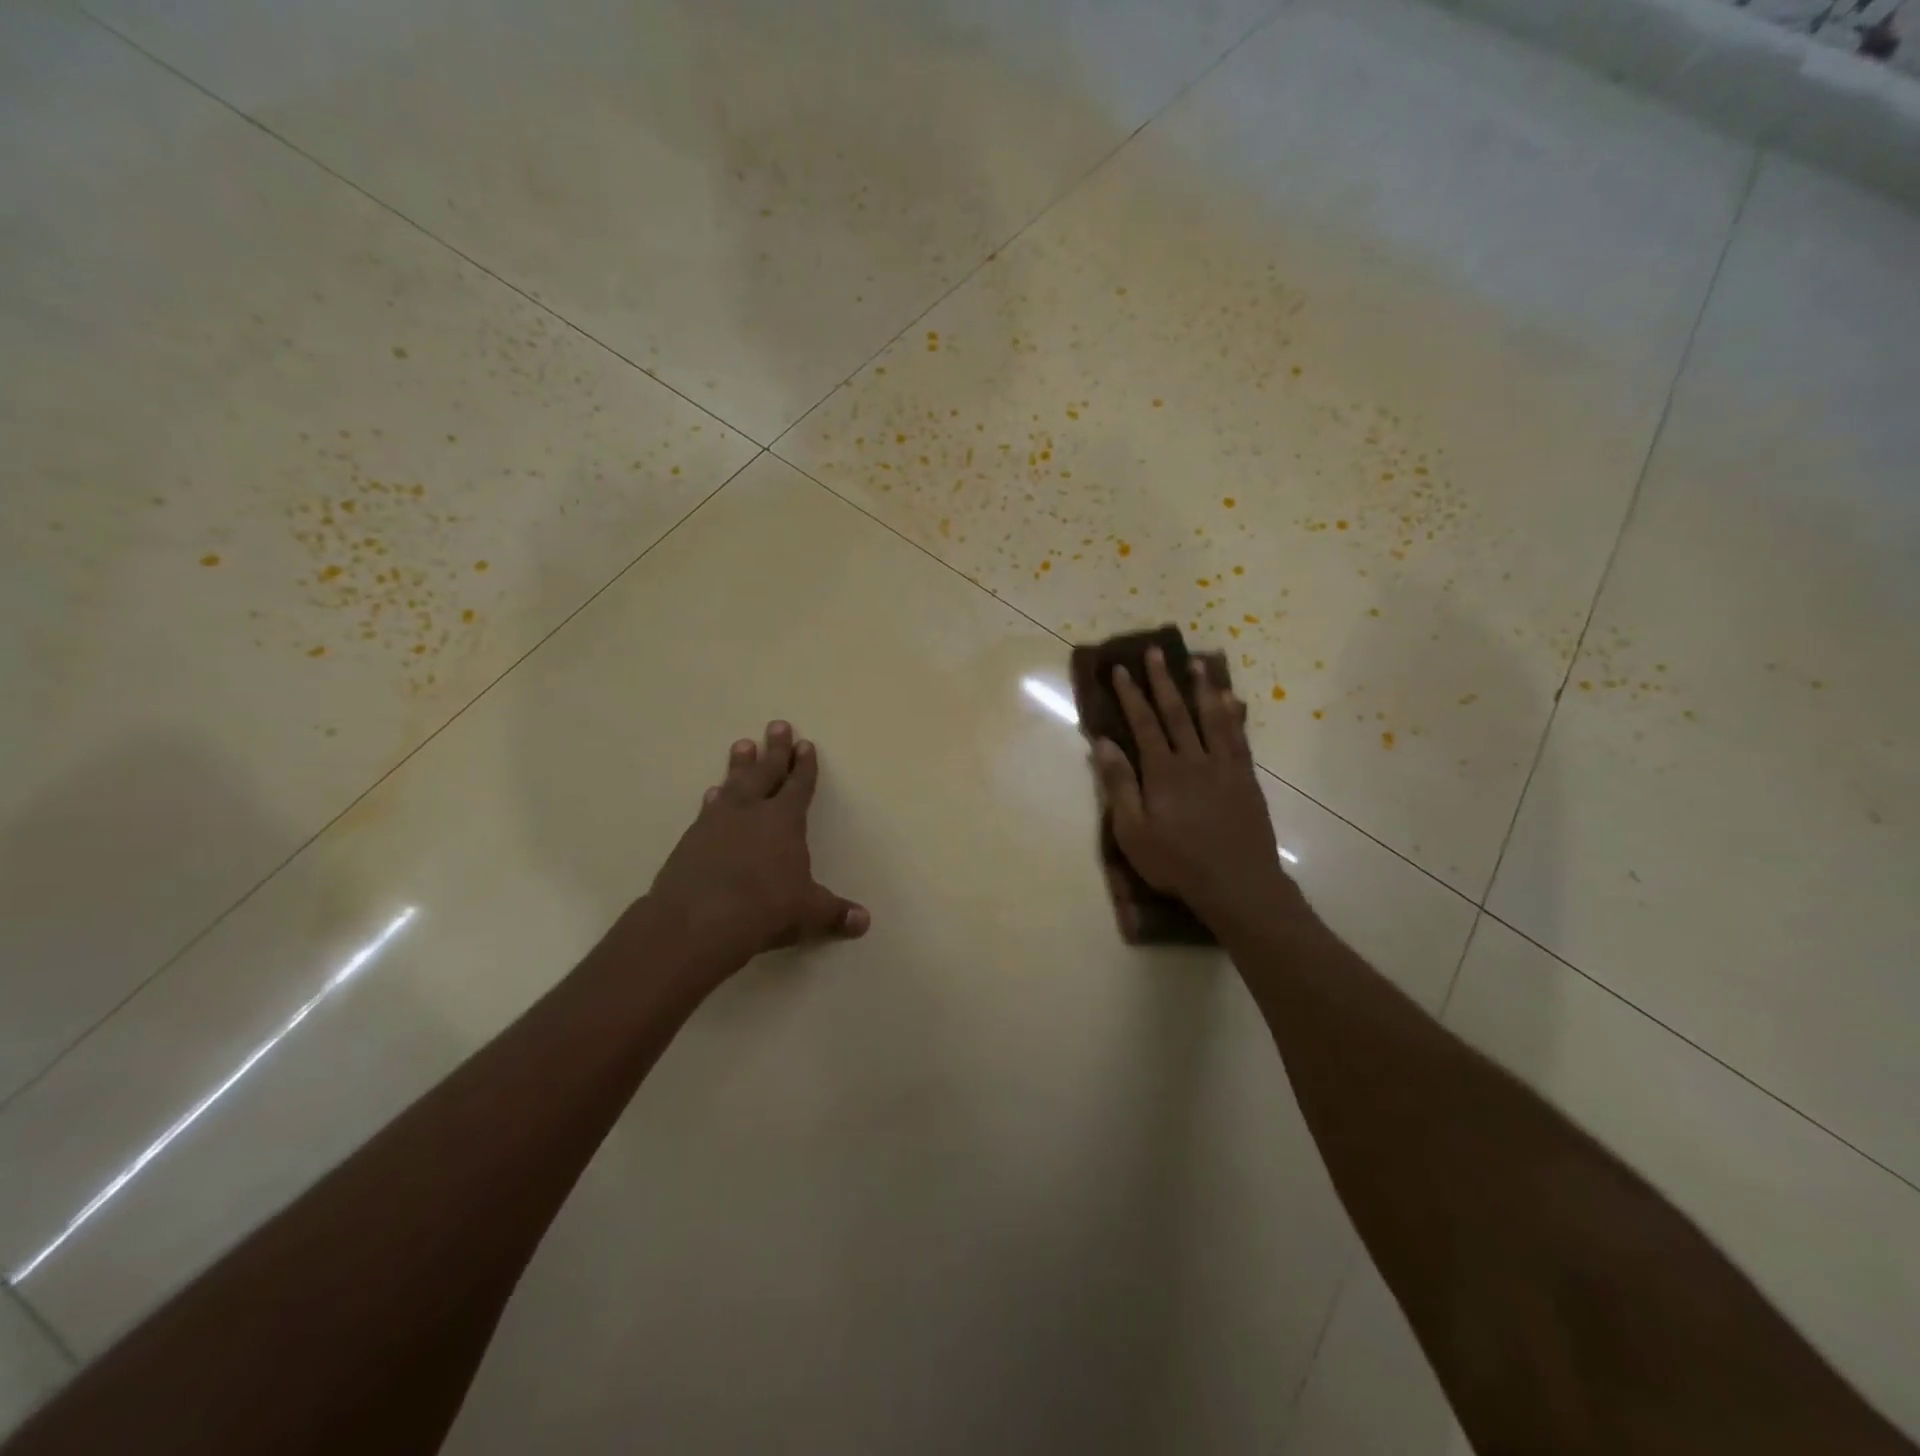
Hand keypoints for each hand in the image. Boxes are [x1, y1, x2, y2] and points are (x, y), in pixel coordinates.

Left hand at [644, 721, 868, 977]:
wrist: (696, 922)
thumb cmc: (764, 909)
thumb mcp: (808, 913)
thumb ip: (835, 914)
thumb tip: (864, 922)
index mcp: (784, 821)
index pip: (799, 785)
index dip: (804, 765)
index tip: (805, 744)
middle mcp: (751, 812)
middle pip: (766, 772)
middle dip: (774, 750)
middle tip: (777, 725)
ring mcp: (717, 823)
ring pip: (733, 784)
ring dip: (740, 765)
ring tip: (741, 745)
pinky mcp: (690, 840)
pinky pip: (708, 809)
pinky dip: (714, 798)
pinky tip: (712, 793)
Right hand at [1092, 649, 1295, 928]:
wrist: (1237, 884)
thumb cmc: (1176, 862)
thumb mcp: (1133, 832)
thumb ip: (1119, 785)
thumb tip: (1104, 743)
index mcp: (1163, 771)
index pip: (1144, 723)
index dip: (1131, 695)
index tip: (1120, 669)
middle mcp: (1194, 759)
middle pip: (1176, 712)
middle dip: (1162, 680)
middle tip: (1154, 651)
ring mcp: (1224, 767)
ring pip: (1211, 718)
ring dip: (1201, 688)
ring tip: (1196, 663)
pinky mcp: (1246, 778)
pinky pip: (1238, 737)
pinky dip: (1233, 715)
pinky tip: (1231, 700)